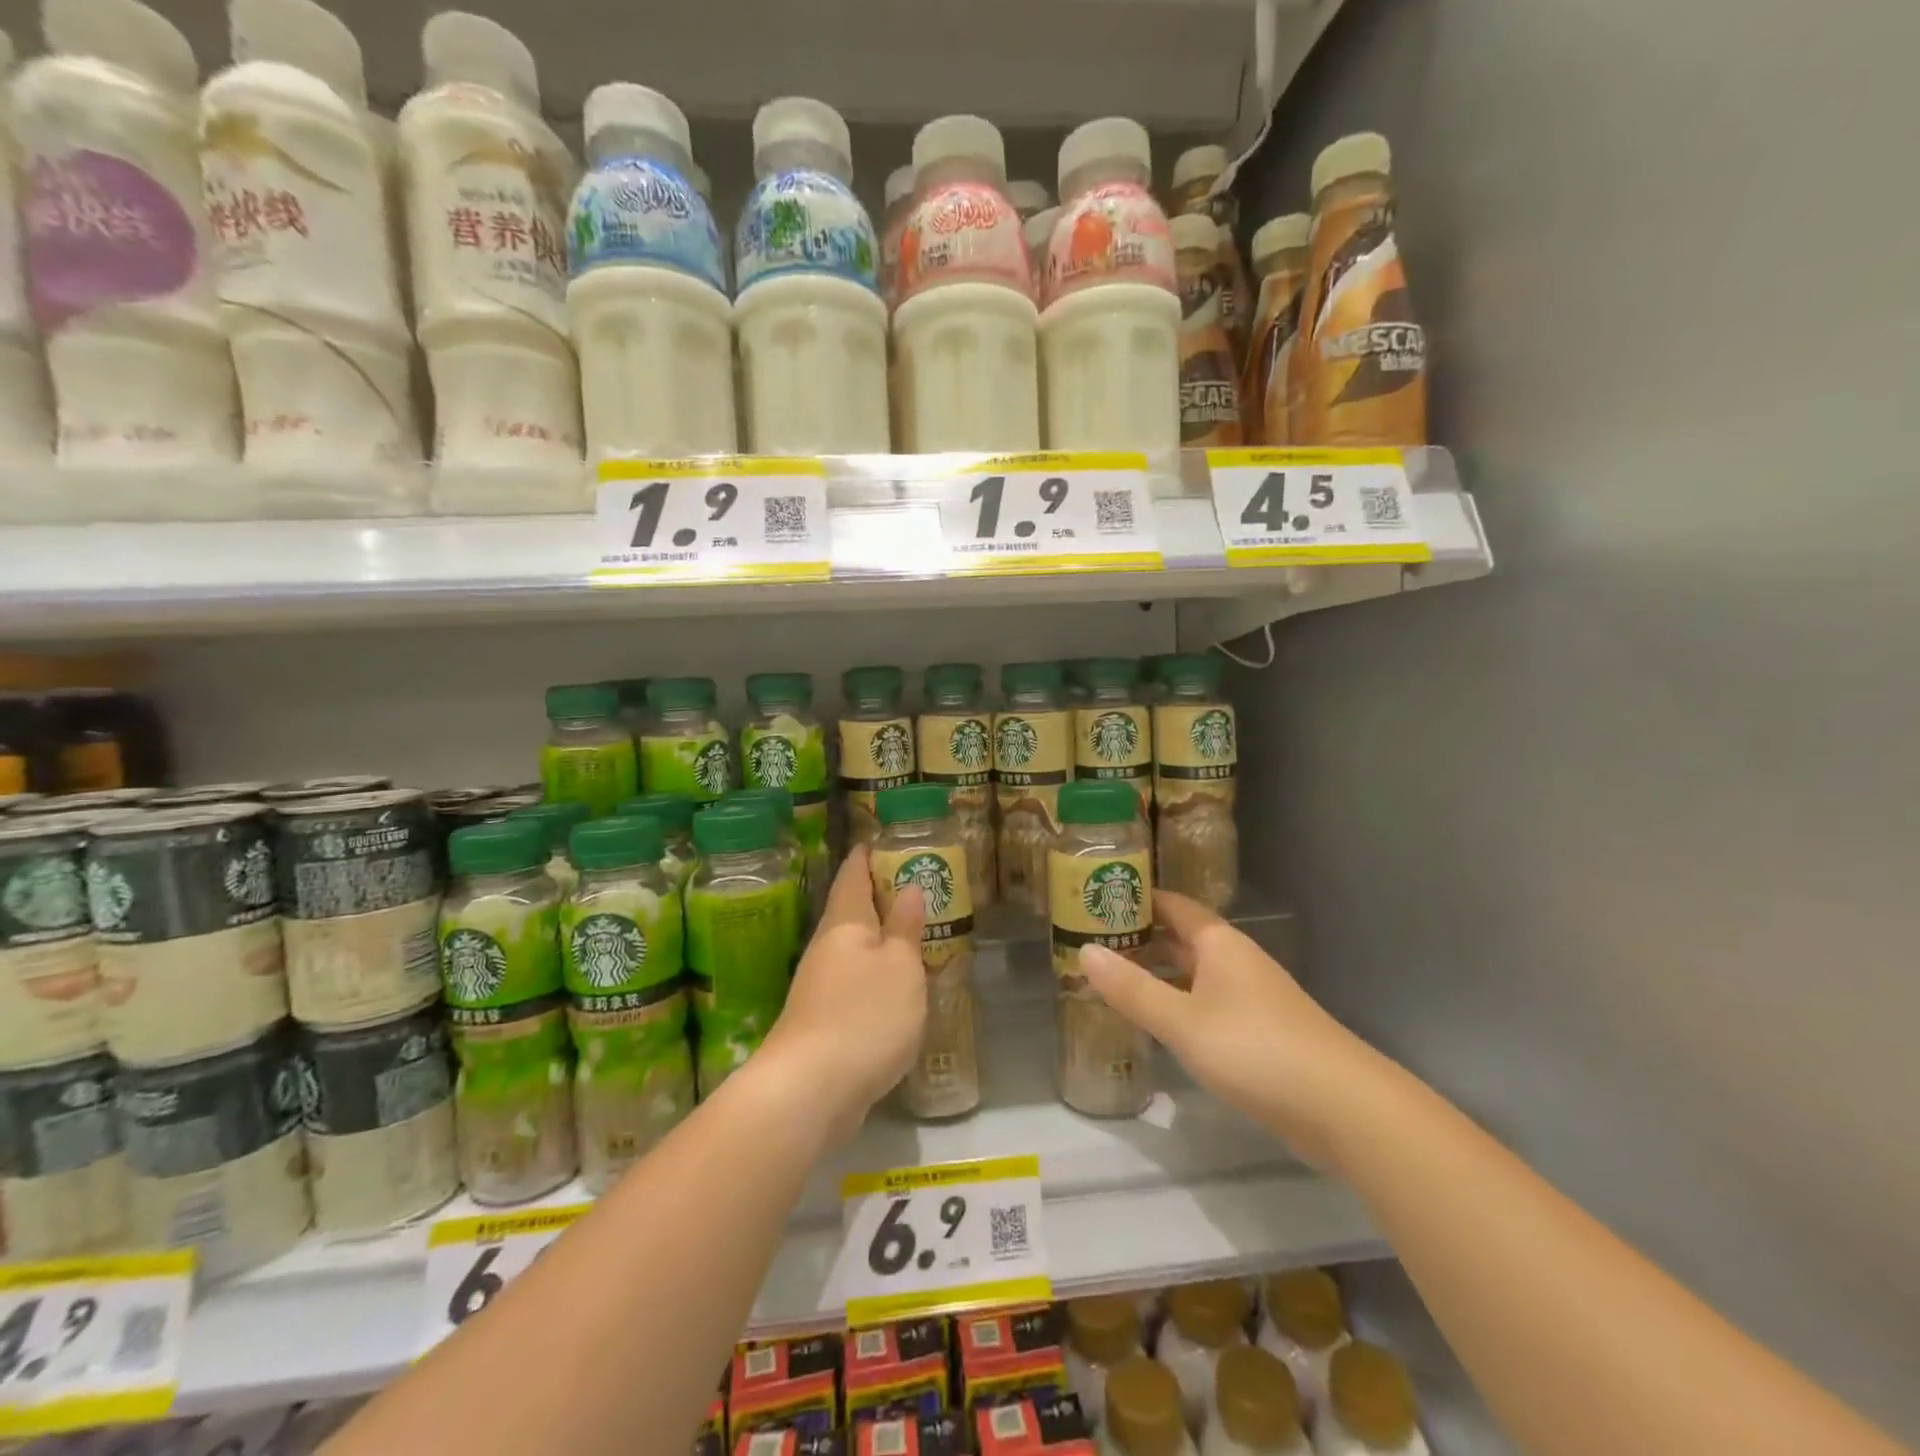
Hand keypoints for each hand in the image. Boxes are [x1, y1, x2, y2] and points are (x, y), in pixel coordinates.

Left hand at [760, 845, 927, 1143]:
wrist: (810, 1090)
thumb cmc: (863, 1014)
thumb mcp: (899, 966)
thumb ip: (905, 928)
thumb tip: (909, 888)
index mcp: (845, 922)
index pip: (853, 874)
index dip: (868, 855)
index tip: (886, 840)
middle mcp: (827, 946)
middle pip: (851, 909)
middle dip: (878, 895)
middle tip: (915, 885)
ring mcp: (820, 984)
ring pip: (853, 946)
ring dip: (879, 936)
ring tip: (913, 931)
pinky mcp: (823, 1018)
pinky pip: (853, 979)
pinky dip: (875, 971)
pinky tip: (894, 984)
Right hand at [1077, 890, 1371, 1166]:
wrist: (1343, 1108)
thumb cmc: (1255, 1049)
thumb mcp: (1182, 1020)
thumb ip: (1132, 989)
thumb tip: (1084, 951)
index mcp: (1219, 944)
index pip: (1173, 905)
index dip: (1137, 899)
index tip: (1097, 899)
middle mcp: (1236, 961)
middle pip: (1182, 939)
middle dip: (1141, 939)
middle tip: (1091, 943)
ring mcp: (1251, 998)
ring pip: (1194, 974)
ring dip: (1158, 974)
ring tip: (1113, 980)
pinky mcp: (1261, 1033)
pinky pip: (1207, 1004)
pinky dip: (1178, 1004)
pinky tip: (1157, 1023)